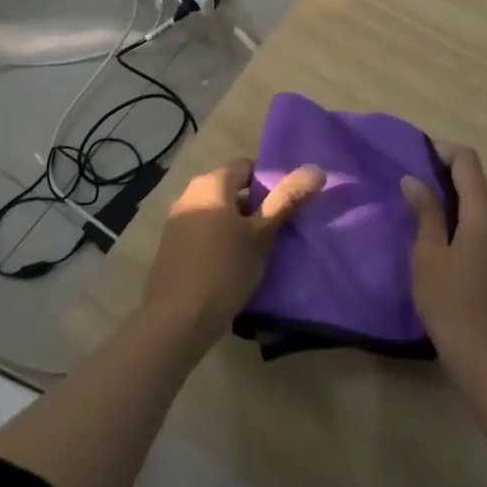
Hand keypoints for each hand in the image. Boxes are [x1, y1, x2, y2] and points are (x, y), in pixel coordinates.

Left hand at [142, 157, 325, 342]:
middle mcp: (190, 193)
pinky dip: (217, 240)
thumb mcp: (262, 235)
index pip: (247, 166)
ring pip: (216, 212)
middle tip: (274, 232)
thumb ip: (287, 200)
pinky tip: (228, 267)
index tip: (283, 208)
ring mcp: (177, 220)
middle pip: (231, 189)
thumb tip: (317, 169)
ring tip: (255, 252)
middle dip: (253, 207)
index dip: (269, 183)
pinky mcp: (170, 246)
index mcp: (212, 182)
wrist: (175, 320)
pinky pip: (202, 231)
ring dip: (235, 226)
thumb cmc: (224, 269)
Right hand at [401, 142, 486, 380]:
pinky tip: (442, 242)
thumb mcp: (429, 256)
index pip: (468, 161)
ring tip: (420, 213)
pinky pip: (486, 228)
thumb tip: (414, 179)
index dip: (442, 151)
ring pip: (481, 207)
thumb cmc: (453, 305)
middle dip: (444, 176)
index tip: (415, 157)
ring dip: (454, 201)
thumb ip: (425, 212)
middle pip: (476, 182)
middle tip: (410, 185)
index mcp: (485, 214)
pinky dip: (464, 222)